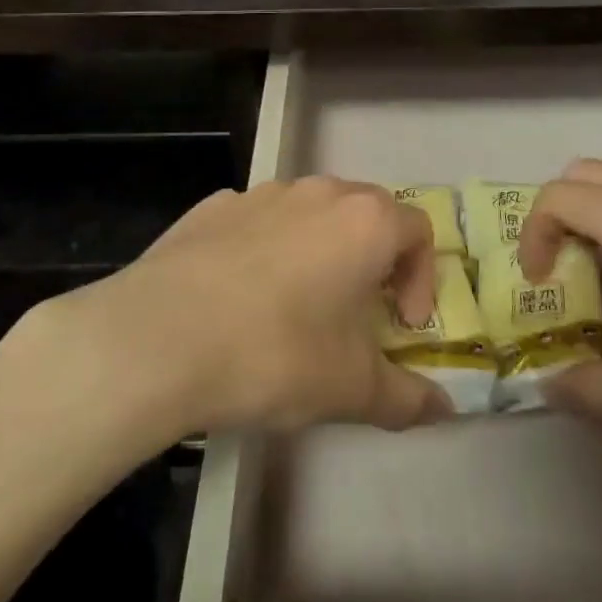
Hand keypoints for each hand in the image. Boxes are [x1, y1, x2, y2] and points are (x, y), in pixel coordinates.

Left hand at [86, 177, 451, 434]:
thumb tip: (443, 409)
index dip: (421, 278)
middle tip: (357, 312)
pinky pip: (257, 221)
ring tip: (297, 305)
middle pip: (366, 213)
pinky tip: (239, 297)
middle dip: (373, 259)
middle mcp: (318, 192)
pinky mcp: (212, 206)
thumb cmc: (275, 354)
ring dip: (319, 250)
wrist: (158, 338)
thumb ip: (406, 398)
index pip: (418, 231)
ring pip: (310, 213)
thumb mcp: (350, 389)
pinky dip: (265, 248)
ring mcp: (261, 193)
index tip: (400, 325)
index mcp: (365, 222)